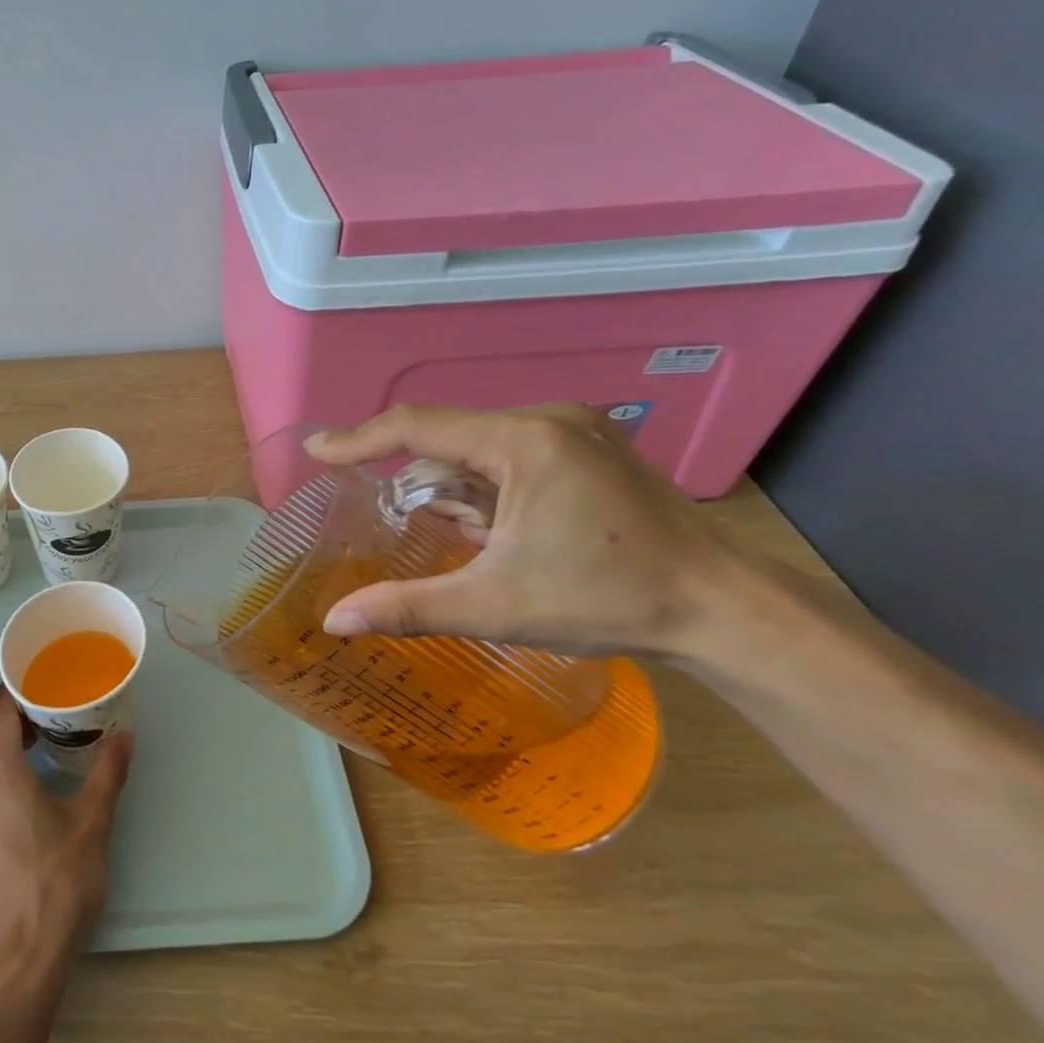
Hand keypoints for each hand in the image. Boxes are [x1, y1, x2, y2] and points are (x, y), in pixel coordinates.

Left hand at [0, 694, 133, 974]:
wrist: (16, 962)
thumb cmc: (54, 882)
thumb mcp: (91, 822)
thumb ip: (108, 772)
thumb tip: (125, 735)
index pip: (2, 711)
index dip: (20, 687)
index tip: (45, 672)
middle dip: (25, 718)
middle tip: (60, 704)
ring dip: (16, 750)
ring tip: (52, 743)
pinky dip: (8, 778)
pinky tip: (35, 790)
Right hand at [306, 403, 747, 658]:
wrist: (727, 611)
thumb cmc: (609, 600)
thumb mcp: (496, 605)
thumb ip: (408, 608)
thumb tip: (335, 622)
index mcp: (524, 441)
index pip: (418, 426)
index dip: (359, 439)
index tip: (315, 451)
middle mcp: (549, 420)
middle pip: (450, 438)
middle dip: (418, 481)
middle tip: (391, 519)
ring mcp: (576, 431)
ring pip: (481, 449)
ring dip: (457, 490)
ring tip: (468, 542)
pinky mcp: (591, 449)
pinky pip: (512, 457)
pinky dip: (488, 490)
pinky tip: (499, 532)